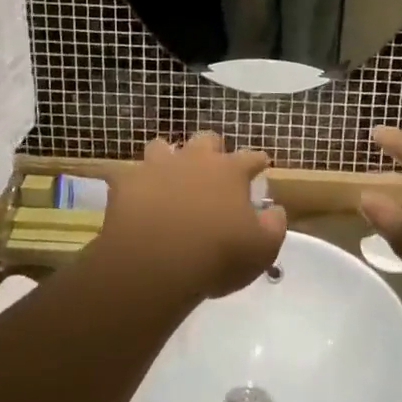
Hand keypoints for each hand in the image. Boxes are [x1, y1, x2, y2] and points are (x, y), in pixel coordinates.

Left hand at [100, 134, 287, 301]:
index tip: (262, 166)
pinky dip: (132, 185)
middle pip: (206, 140)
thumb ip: (273, 225)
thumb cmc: (216, 255)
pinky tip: (133, 198)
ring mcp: (157, 167)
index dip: (258, 161)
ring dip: (167, 159)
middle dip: (212, 149)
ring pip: (162, 146)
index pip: (251, 157)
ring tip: (168, 177)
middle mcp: (195, 159)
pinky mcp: (126, 183)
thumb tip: (275, 210)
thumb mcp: (262, 249)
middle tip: (213, 169)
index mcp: (230, 171)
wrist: (155, 262)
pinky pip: (127, 176)